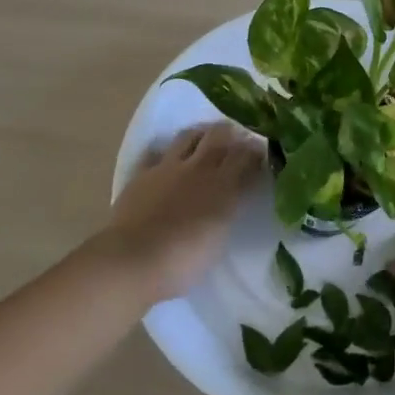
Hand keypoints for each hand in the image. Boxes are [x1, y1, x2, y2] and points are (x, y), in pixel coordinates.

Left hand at [100, 123, 264, 301]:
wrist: (133, 260)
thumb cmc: (184, 260)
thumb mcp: (220, 237)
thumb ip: (230, 208)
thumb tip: (236, 194)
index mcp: (224, 185)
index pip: (247, 156)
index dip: (256, 152)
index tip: (261, 155)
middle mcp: (198, 168)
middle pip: (220, 135)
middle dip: (232, 134)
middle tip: (237, 141)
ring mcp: (167, 168)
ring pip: (188, 136)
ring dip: (201, 135)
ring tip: (205, 141)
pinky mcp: (142, 174)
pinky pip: (155, 153)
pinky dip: (164, 153)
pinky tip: (167, 160)